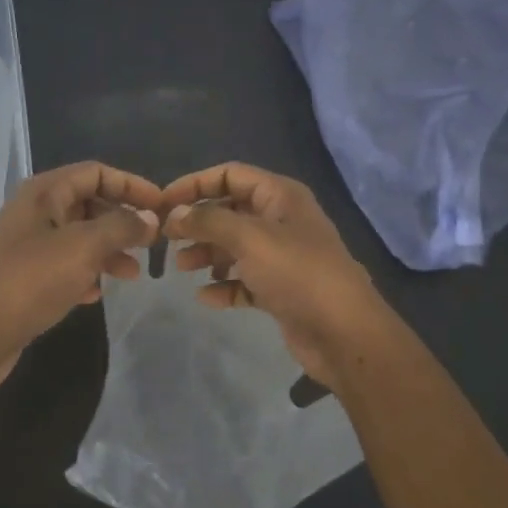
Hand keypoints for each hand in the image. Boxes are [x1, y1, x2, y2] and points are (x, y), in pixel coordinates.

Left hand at [0, 161, 161, 387]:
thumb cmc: (33, 279)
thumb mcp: (85, 246)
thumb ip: (122, 227)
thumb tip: (150, 218)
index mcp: (44, 192)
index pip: (95, 172)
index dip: (131, 185)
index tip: (161, 205)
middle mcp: (34, 212)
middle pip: (88, 203)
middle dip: (122, 220)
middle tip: (152, 242)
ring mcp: (28, 245)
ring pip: (79, 237)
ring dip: (109, 250)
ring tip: (133, 274)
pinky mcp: (25, 277)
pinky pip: (65, 265)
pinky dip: (86, 273)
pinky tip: (98, 293)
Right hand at [161, 162, 387, 390]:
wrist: (343, 332)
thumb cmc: (297, 273)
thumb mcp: (249, 238)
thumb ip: (208, 221)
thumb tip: (175, 214)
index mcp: (280, 196)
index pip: (230, 175)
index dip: (195, 184)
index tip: (163, 203)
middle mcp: (281, 220)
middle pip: (230, 211)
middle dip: (198, 222)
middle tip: (167, 239)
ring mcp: (282, 256)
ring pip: (234, 246)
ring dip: (207, 254)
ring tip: (183, 268)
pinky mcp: (281, 289)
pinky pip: (244, 280)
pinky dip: (224, 285)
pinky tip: (207, 297)